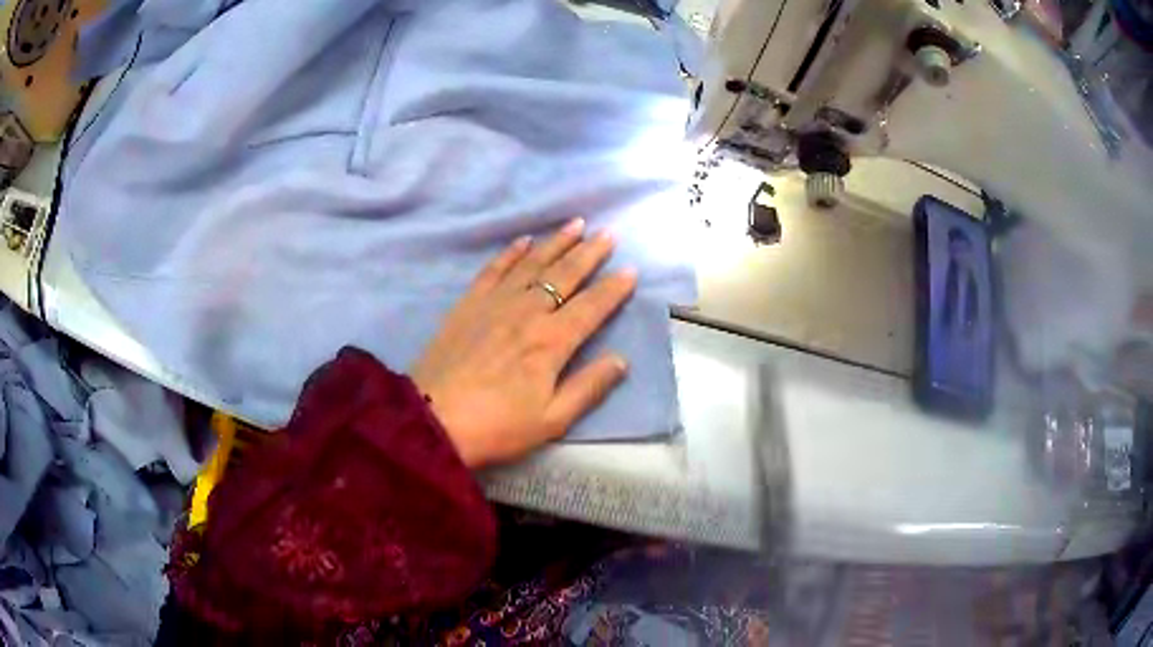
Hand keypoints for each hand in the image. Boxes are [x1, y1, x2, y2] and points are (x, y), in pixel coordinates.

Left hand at [410, 218, 635, 467]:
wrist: (432, 420)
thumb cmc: (497, 426)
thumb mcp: (551, 420)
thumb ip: (588, 387)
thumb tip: (621, 359)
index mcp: (551, 341)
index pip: (591, 306)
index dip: (613, 288)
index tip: (630, 270)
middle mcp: (527, 312)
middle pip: (564, 275)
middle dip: (589, 252)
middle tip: (607, 234)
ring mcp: (495, 303)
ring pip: (532, 264)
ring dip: (556, 242)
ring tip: (575, 224)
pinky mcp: (468, 303)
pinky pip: (494, 269)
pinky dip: (511, 252)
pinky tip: (524, 240)